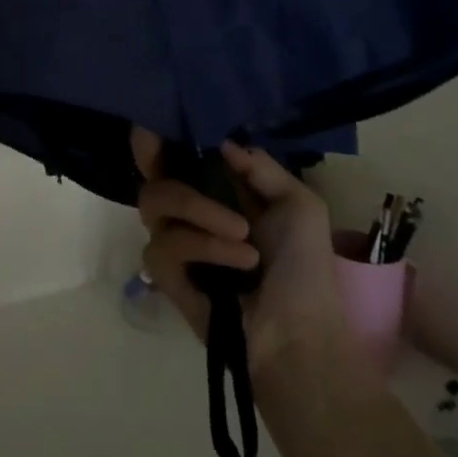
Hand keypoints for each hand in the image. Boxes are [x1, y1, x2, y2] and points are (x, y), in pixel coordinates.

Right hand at [132, 129, 346, 375]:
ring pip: (155, 200)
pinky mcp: (164, 274)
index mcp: (216, 189)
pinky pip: (164, 244)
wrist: (301, 334)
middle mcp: (187, 209)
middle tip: (199, 173)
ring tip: (243, 235)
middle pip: (152, 170)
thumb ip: (260, 166)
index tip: (157, 122)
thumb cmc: (305, 268)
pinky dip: (204, 246)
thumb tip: (222, 142)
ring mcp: (172, 240)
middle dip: (169, 161)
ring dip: (201, 210)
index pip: (173, 153)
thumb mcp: (299, 204)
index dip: (158, 136)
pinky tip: (239, 261)